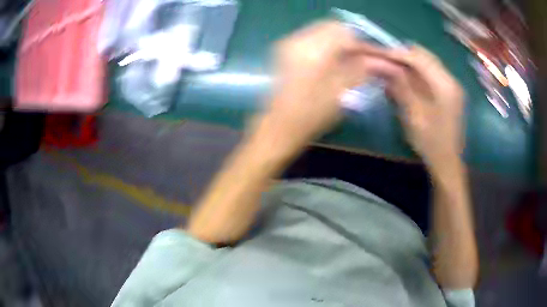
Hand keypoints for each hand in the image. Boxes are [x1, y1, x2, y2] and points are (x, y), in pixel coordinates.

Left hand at [251, 21, 401, 157]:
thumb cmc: (311, 116)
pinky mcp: (285, 50)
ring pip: (321, 31)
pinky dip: (326, 44)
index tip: (375, 55)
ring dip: (338, 41)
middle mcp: (298, 41)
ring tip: (350, 59)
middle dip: (350, 39)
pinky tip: (333, 59)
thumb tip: (379, 60)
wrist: (279, 127)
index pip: (345, 33)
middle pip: (332, 27)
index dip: (363, 42)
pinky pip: (311, 38)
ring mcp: (288, 44)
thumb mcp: (341, 92)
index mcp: (313, 51)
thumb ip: (360, 69)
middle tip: (363, 57)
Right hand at [384, 46, 464, 170]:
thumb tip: (383, 65)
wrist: (448, 162)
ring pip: (428, 62)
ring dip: (409, 63)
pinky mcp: (450, 91)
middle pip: (424, 56)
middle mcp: (451, 80)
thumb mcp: (413, 115)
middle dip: (403, 55)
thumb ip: (400, 86)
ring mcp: (452, 85)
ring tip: (392, 69)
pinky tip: (406, 79)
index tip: (378, 54)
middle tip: (385, 61)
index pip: (418, 58)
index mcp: (445, 86)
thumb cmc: (431, 143)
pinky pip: (431, 73)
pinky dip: (417, 72)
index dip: (397, 53)